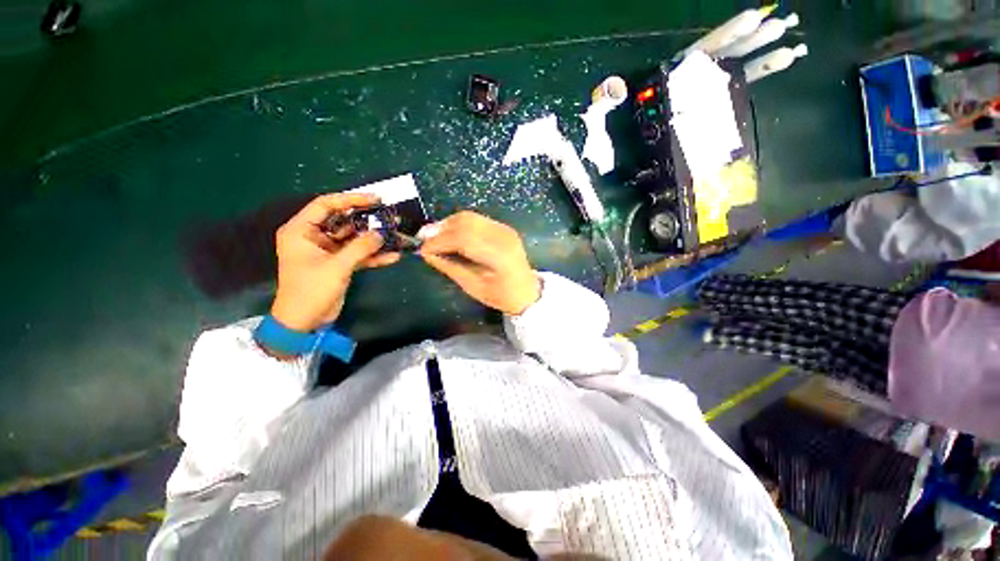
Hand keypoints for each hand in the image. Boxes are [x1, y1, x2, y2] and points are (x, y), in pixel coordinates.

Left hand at [270, 193, 399, 331]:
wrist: (305, 322)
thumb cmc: (311, 290)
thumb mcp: (336, 267)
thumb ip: (360, 248)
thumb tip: (381, 234)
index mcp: (301, 230)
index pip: (326, 205)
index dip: (351, 199)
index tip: (375, 199)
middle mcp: (314, 236)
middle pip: (344, 220)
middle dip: (367, 220)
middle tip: (390, 217)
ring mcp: (328, 251)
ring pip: (354, 238)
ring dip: (374, 238)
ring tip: (397, 234)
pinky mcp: (339, 263)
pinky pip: (358, 254)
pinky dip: (374, 255)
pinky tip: (393, 256)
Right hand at [419, 211, 539, 314]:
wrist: (526, 290)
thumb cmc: (501, 295)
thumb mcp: (473, 287)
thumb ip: (450, 268)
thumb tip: (427, 254)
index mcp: (499, 256)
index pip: (464, 239)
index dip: (440, 242)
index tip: (422, 250)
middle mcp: (503, 236)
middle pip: (465, 223)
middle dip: (440, 230)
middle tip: (423, 241)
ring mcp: (504, 229)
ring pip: (468, 217)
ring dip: (447, 225)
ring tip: (433, 237)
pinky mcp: (501, 227)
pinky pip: (475, 219)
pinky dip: (458, 224)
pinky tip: (449, 234)